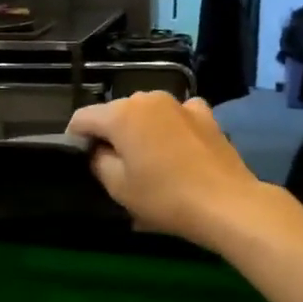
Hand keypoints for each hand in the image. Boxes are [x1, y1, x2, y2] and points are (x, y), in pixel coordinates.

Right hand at [66, 92, 267, 250]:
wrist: (227, 204)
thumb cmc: (165, 197)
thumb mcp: (118, 187)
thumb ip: (97, 161)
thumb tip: (98, 150)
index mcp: (121, 114)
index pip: (82, 118)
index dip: (75, 139)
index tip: (80, 162)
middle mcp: (148, 98)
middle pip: (115, 113)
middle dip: (110, 135)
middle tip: (115, 167)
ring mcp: (180, 103)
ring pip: (146, 113)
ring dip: (140, 131)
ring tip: (148, 160)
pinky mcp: (206, 115)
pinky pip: (175, 117)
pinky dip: (169, 128)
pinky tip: (177, 150)